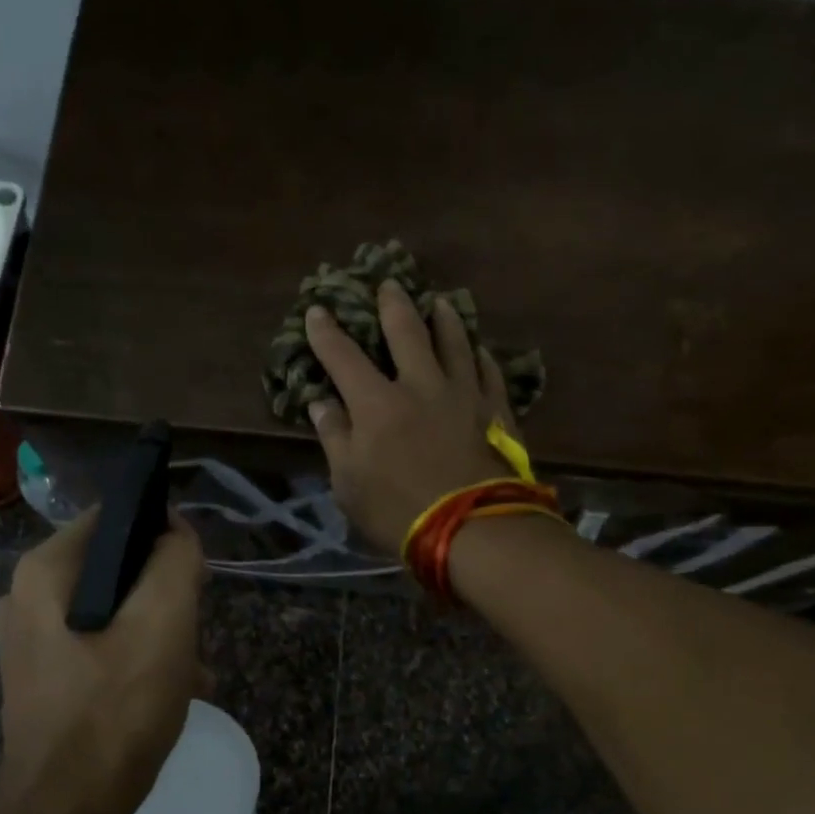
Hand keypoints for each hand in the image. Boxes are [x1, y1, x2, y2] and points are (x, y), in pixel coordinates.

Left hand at [0, 509, 210, 813]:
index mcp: (44, 571)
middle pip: (116, 568)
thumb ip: (175, 559)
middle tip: (196, 630)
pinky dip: (137, 660)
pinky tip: (173, 691)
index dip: (164, 535)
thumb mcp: (163, 621)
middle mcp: (25, 598)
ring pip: (113, 611)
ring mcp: (29, 642)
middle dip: (164, 594)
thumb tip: (175, 532)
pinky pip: (99, 648)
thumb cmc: (116, 708)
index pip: (115, 519)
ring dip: (158, 632)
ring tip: (194, 669)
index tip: (196, 575)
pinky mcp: (42, 680)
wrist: (65, 812)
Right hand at [304, 281, 519, 554]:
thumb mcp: (348, 483)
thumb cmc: (397, 511)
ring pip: (455, 342)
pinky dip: (481, 355)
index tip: (318, 310)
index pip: (343, 356)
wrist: (471, 528)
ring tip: (440, 302)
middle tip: (388, 284)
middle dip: (392, 305)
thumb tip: (322, 403)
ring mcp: (463, 394)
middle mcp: (420, 385)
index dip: (327, 332)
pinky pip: (489, 371)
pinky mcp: (495, 410)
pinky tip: (479, 349)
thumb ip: (335, 437)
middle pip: (406, 332)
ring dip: (444, 319)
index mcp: (376, 403)